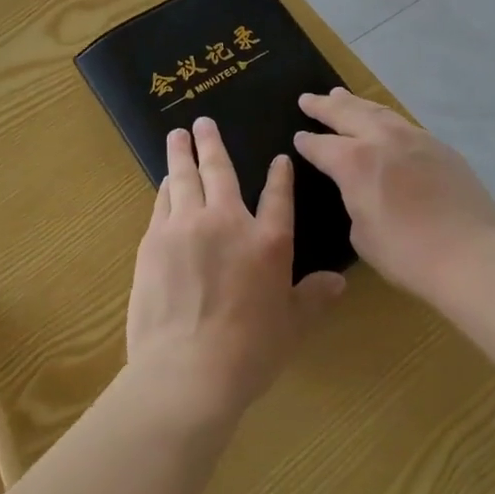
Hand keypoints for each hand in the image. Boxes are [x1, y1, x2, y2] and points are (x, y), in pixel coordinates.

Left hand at [126, 117, 344, 425]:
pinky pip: (161, 203)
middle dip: (211, 143)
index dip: (279, 175)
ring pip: (184, 178)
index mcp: (268, 241)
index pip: (278, 196)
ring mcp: (187, 227)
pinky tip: (165, 183)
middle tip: (202, 121)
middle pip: (219, 170)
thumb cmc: (248, 352)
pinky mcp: (154, 241)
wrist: (187, 371)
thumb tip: (340, 282)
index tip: (277, 158)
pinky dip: (165, 188)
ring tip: (177, 137)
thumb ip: (313, 297)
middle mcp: (227, 221)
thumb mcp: (292, 326)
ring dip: (181, 154)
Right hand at [294, 89, 494, 305]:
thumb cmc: (406, 254)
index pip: (321, 146)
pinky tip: (383, 122)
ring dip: (355, 103)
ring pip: (377, 111)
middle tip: (308, 99)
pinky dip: (385, 118)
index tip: (298, 137)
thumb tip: (361, 190)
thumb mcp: (362, 234)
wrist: (469, 253)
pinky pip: (403, 124)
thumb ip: (354, 202)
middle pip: (346, 113)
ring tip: (341, 95)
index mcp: (353, 162)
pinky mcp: (439, 146)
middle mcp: (380, 139)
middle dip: (324, 106)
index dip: (307, 142)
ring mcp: (413, 138)